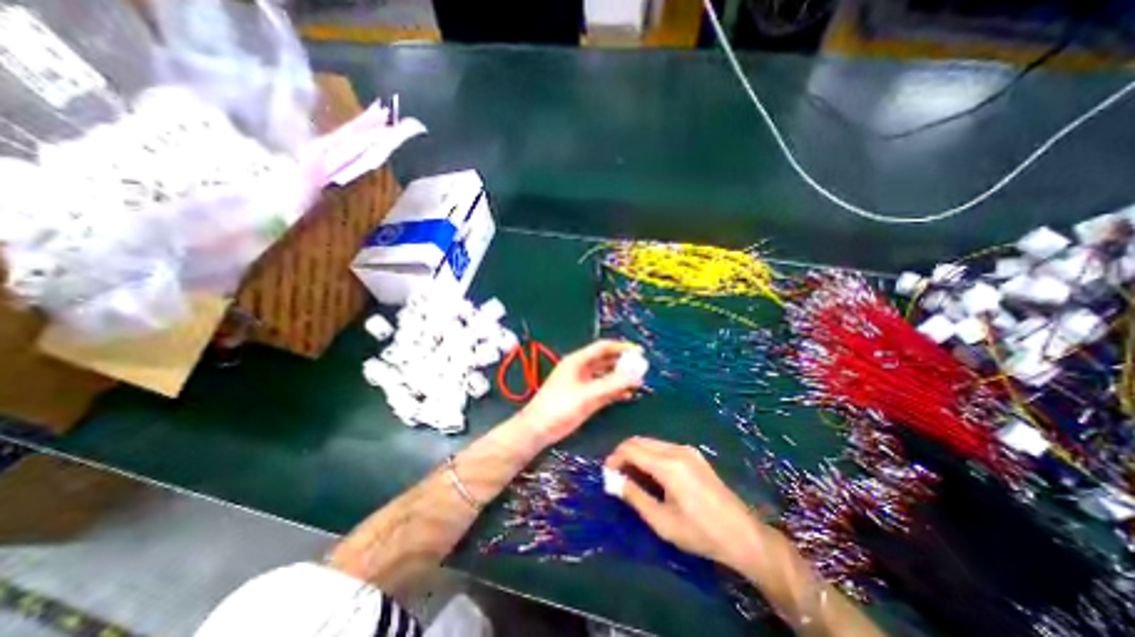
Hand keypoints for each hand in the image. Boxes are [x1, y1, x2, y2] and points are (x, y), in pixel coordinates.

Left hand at [519, 341, 641, 444]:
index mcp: (578, 361)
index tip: (639, 351)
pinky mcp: (584, 397)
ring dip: (621, 377)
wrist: (539, 429)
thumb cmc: (560, 407)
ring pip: (606, 375)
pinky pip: (603, 389)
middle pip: (606, 360)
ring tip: (639, 382)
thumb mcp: (587, 395)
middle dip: (623, 362)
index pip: (603, 348)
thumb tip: (636, 374)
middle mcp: (581, 369)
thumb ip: (612, 384)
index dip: (621, 347)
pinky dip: (615, 390)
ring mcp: (583, 383)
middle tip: (642, 367)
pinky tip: (627, 394)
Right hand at [603, 437, 771, 567]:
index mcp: (668, 465)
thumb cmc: (700, 532)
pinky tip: (650, 473)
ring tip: (630, 476)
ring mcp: (687, 450)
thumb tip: (613, 481)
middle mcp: (677, 450)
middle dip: (623, 453)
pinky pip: (663, 447)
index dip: (614, 458)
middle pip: (640, 440)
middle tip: (615, 474)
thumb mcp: (662, 521)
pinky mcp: (693, 455)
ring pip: (651, 442)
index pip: (631, 449)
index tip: (606, 473)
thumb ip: (635, 497)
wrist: (742, 534)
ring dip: (636, 453)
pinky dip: (650, 455)